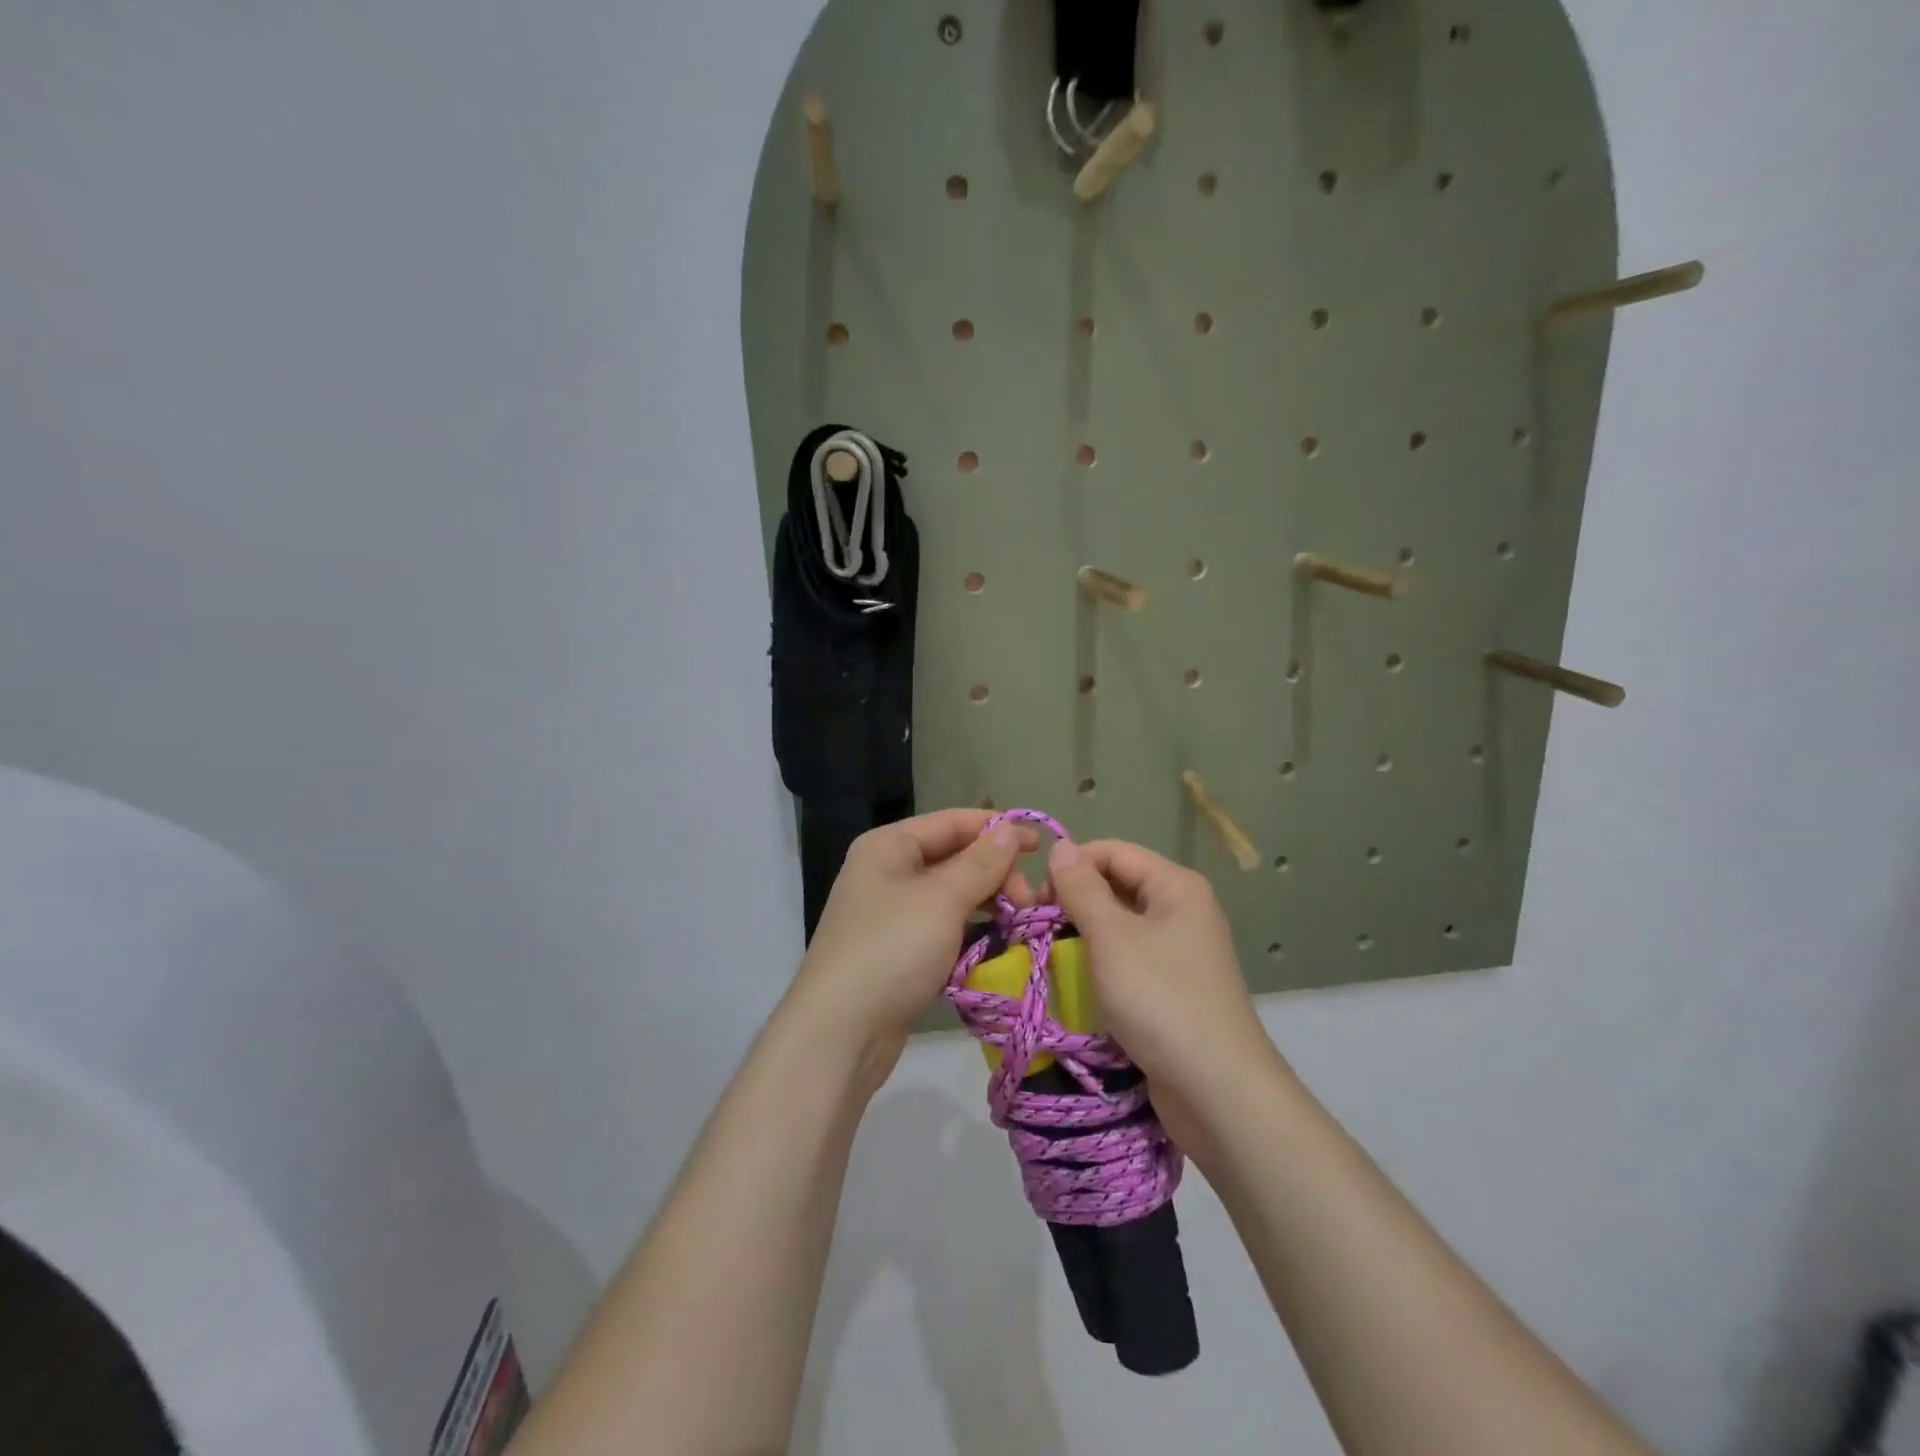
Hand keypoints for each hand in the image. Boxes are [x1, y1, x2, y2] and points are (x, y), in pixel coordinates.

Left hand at [786, 809, 1040, 1075]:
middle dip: (995, 874)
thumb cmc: (892, 950)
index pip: (952, 823)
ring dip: (987, 904)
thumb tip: (1009, 828)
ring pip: (951, 897)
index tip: (1042, 847)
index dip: (997, 829)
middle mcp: (886, 872)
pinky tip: (996, 947)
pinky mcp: (897, 952)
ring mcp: (890, 915)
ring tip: (1021, 923)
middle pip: (953, 858)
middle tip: (1029, 903)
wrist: (839, 1034)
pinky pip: (943, 929)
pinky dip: (970, 933)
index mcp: (889, 846)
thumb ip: (981, 862)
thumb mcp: (942, 900)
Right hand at [1046, 838, 1277, 1102]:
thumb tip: (1060, 845)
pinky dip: (1098, 965)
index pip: (1112, 851)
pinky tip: (1073, 982)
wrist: (1217, 1091)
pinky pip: (1126, 960)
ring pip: (1118, 926)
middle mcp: (1181, 910)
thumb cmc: (1161, 1000)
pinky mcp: (1171, 988)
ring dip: (1081, 936)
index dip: (1071, 866)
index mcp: (1175, 886)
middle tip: (1035, 929)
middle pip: (1116, 886)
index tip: (1035, 898)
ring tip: (1046, 956)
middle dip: (1072, 902)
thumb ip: (1082, 888)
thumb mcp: (1112, 937)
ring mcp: (1178, 952)